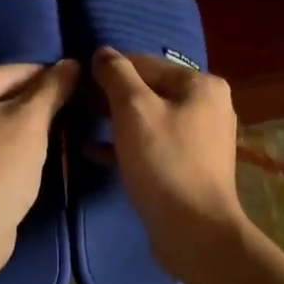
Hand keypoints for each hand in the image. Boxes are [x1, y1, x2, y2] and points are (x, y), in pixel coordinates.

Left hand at [0, 60, 78, 260]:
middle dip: (37, 106)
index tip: (80, 87)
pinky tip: (39, 155)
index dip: (48, 79)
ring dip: (27, 129)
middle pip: (1, 98)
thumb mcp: (31, 121)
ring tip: (63, 133)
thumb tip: (72, 63)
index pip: (10, 72)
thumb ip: (53, 89)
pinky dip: (13, 150)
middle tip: (74, 112)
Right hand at [92, 48, 244, 278]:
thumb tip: (102, 52)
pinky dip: (125, 145)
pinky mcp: (189, 166)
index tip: (76, 79)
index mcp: (201, 84)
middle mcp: (207, 106)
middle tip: (76, 104)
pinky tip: (92, 151)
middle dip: (110, 96)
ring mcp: (200, 139)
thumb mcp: (134, 110)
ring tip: (80, 123)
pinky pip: (152, 145)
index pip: (145, 63)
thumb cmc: (164, 162)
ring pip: (148, 119)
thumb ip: (116, 75)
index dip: (108, 69)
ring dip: (114, 121)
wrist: (195, 231)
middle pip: (149, 90)